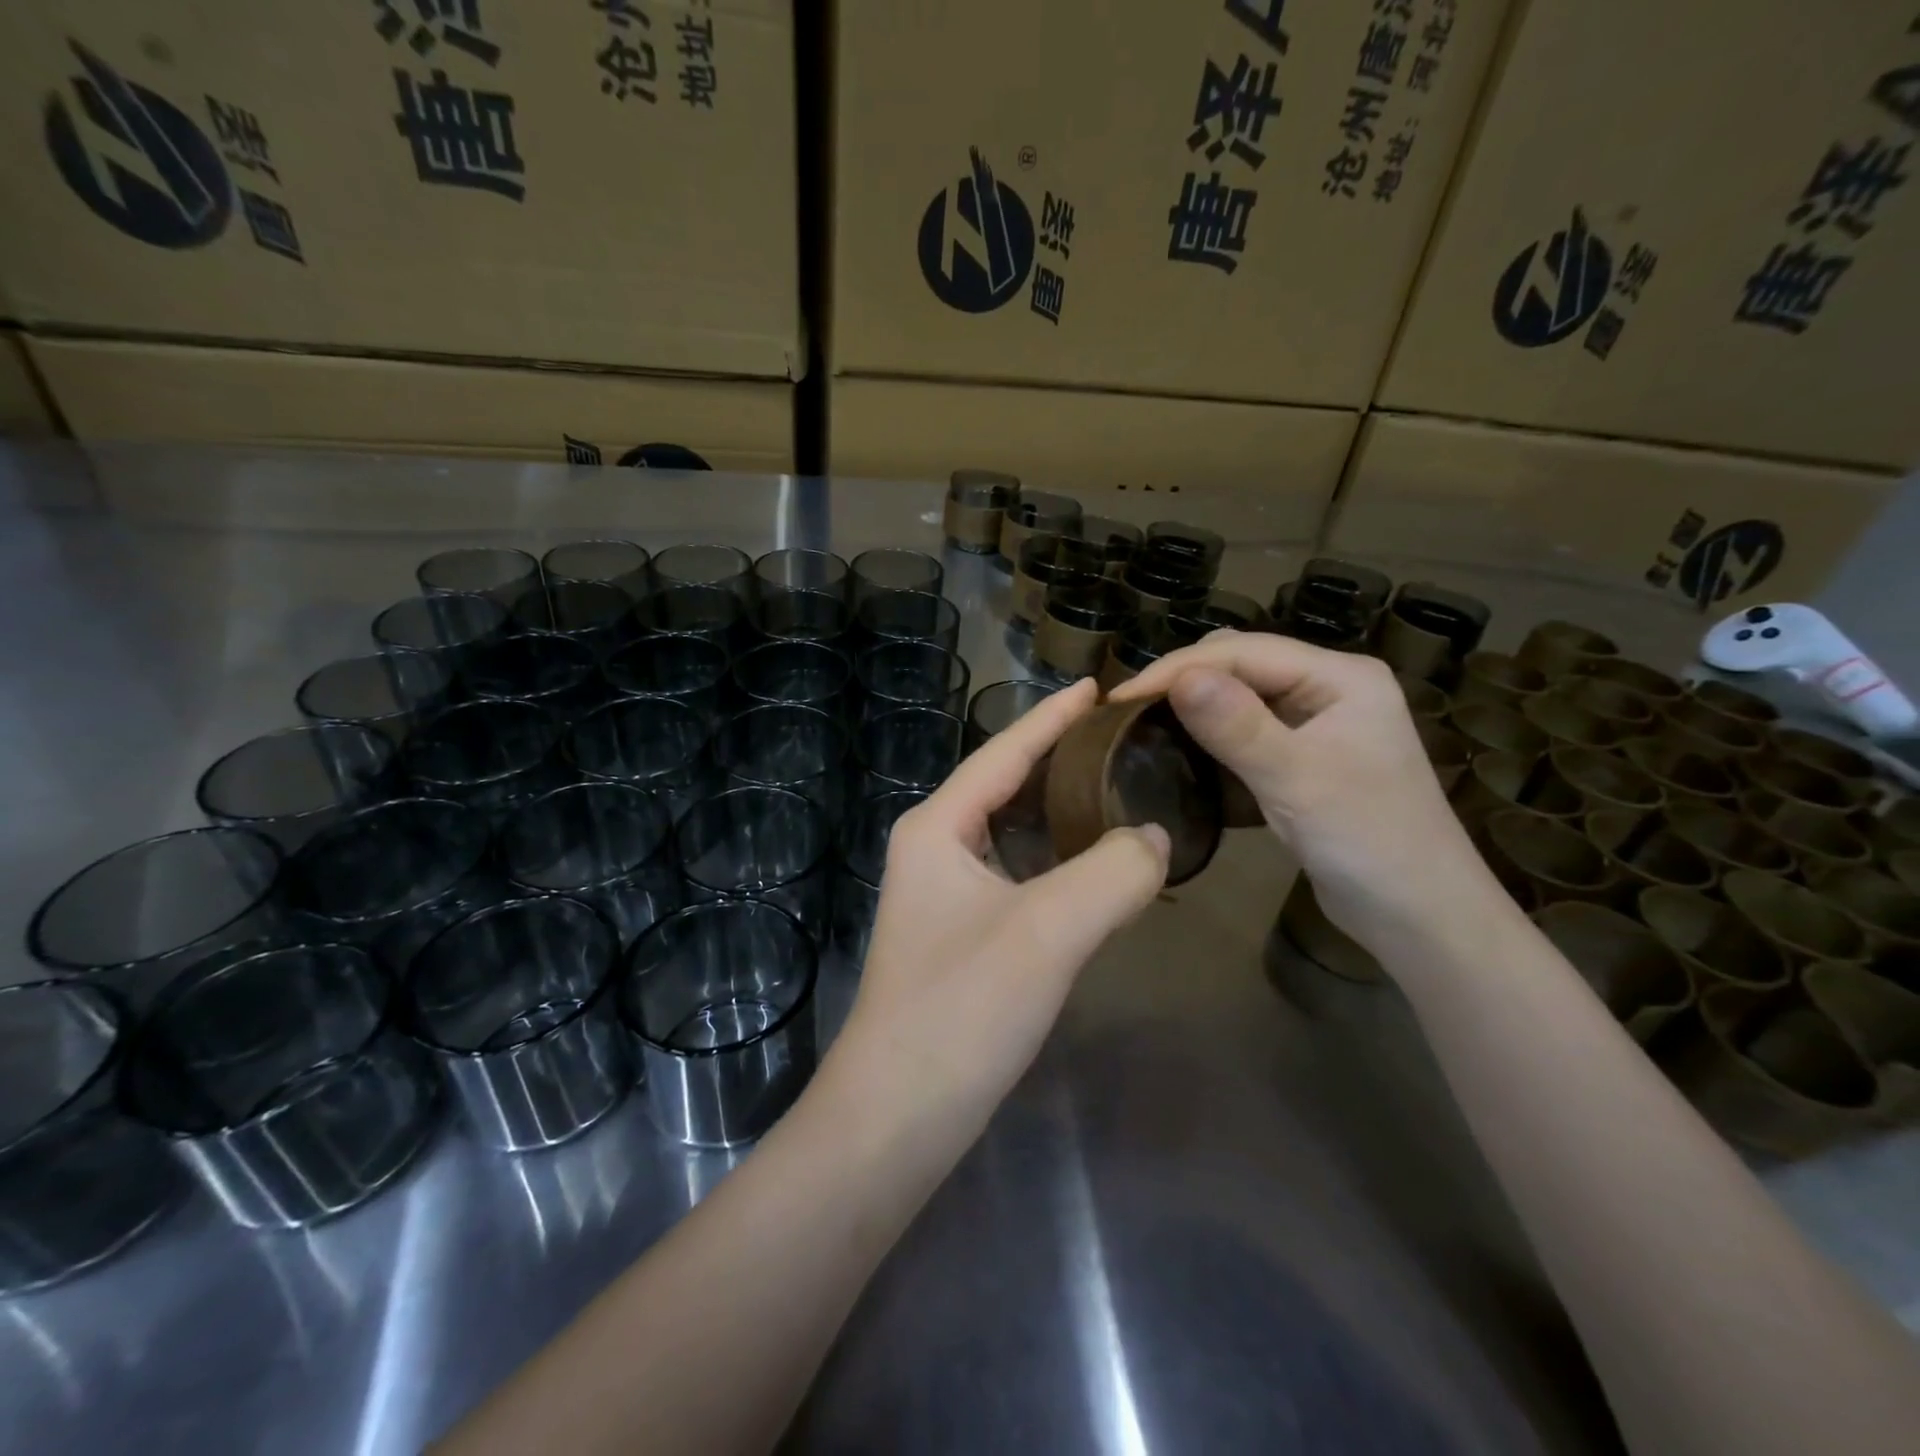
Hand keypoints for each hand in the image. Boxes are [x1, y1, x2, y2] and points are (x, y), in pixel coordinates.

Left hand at [834, 678, 1169, 1130]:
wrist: (898, 1115)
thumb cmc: (960, 1009)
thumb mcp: (1046, 931)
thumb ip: (1111, 873)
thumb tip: (1154, 837)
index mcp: (937, 827)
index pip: (1003, 753)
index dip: (1052, 717)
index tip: (1099, 688)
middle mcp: (933, 848)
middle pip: (1006, 785)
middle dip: (1060, 758)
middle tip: (1123, 738)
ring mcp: (943, 894)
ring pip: (1012, 833)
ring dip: (1061, 810)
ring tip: (1119, 788)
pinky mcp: (960, 934)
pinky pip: (1018, 874)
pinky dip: (1058, 860)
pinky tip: (1094, 866)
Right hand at [1110, 631, 1497, 946]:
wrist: (1420, 917)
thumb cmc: (1368, 842)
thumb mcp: (1297, 780)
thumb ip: (1237, 726)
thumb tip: (1179, 677)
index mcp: (1340, 677)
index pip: (1245, 652)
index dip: (1179, 668)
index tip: (1120, 698)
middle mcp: (1330, 689)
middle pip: (1243, 665)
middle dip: (1185, 680)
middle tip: (1129, 712)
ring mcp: (1320, 724)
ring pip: (1242, 697)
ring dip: (1196, 706)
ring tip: (1145, 725)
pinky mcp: (1308, 758)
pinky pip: (1249, 732)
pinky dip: (1213, 736)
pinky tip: (1184, 750)